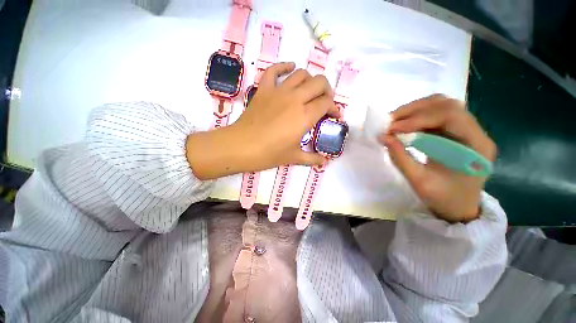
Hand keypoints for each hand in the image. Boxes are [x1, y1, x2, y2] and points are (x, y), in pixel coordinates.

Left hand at [187, 62, 338, 179]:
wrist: (242, 147)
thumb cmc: (269, 154)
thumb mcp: (294, 157)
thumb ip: (312, 158)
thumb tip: (324, 162)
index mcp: (305, 116)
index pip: (327, 103)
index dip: (334, 108)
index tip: (334, 116)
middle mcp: (295, 99)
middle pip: (319, 82)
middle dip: (326, 90)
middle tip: (324, 102)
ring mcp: (278, 91)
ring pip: (301, 74)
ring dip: (310, 80)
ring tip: (309, 91)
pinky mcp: (264, 89)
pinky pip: (274, 70)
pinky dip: (283, 66)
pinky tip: (290, 68)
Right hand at [380, 95, 496, 222]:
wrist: (459, 208)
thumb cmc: (444, 199)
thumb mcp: (419, 181)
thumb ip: (400, 158)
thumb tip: (383, 137)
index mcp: (476, 146)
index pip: (450, 116)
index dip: (418, 118)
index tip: (392, 128)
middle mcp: (476, 132)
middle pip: (446, 105)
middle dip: (414, 110)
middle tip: (389, 121)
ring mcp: (468, 130)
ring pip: (441, 106)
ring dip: (414, 110)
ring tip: (394, 121)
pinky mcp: (456, 132)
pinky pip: (436, 115)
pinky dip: (416, 117)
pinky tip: (403, 125)